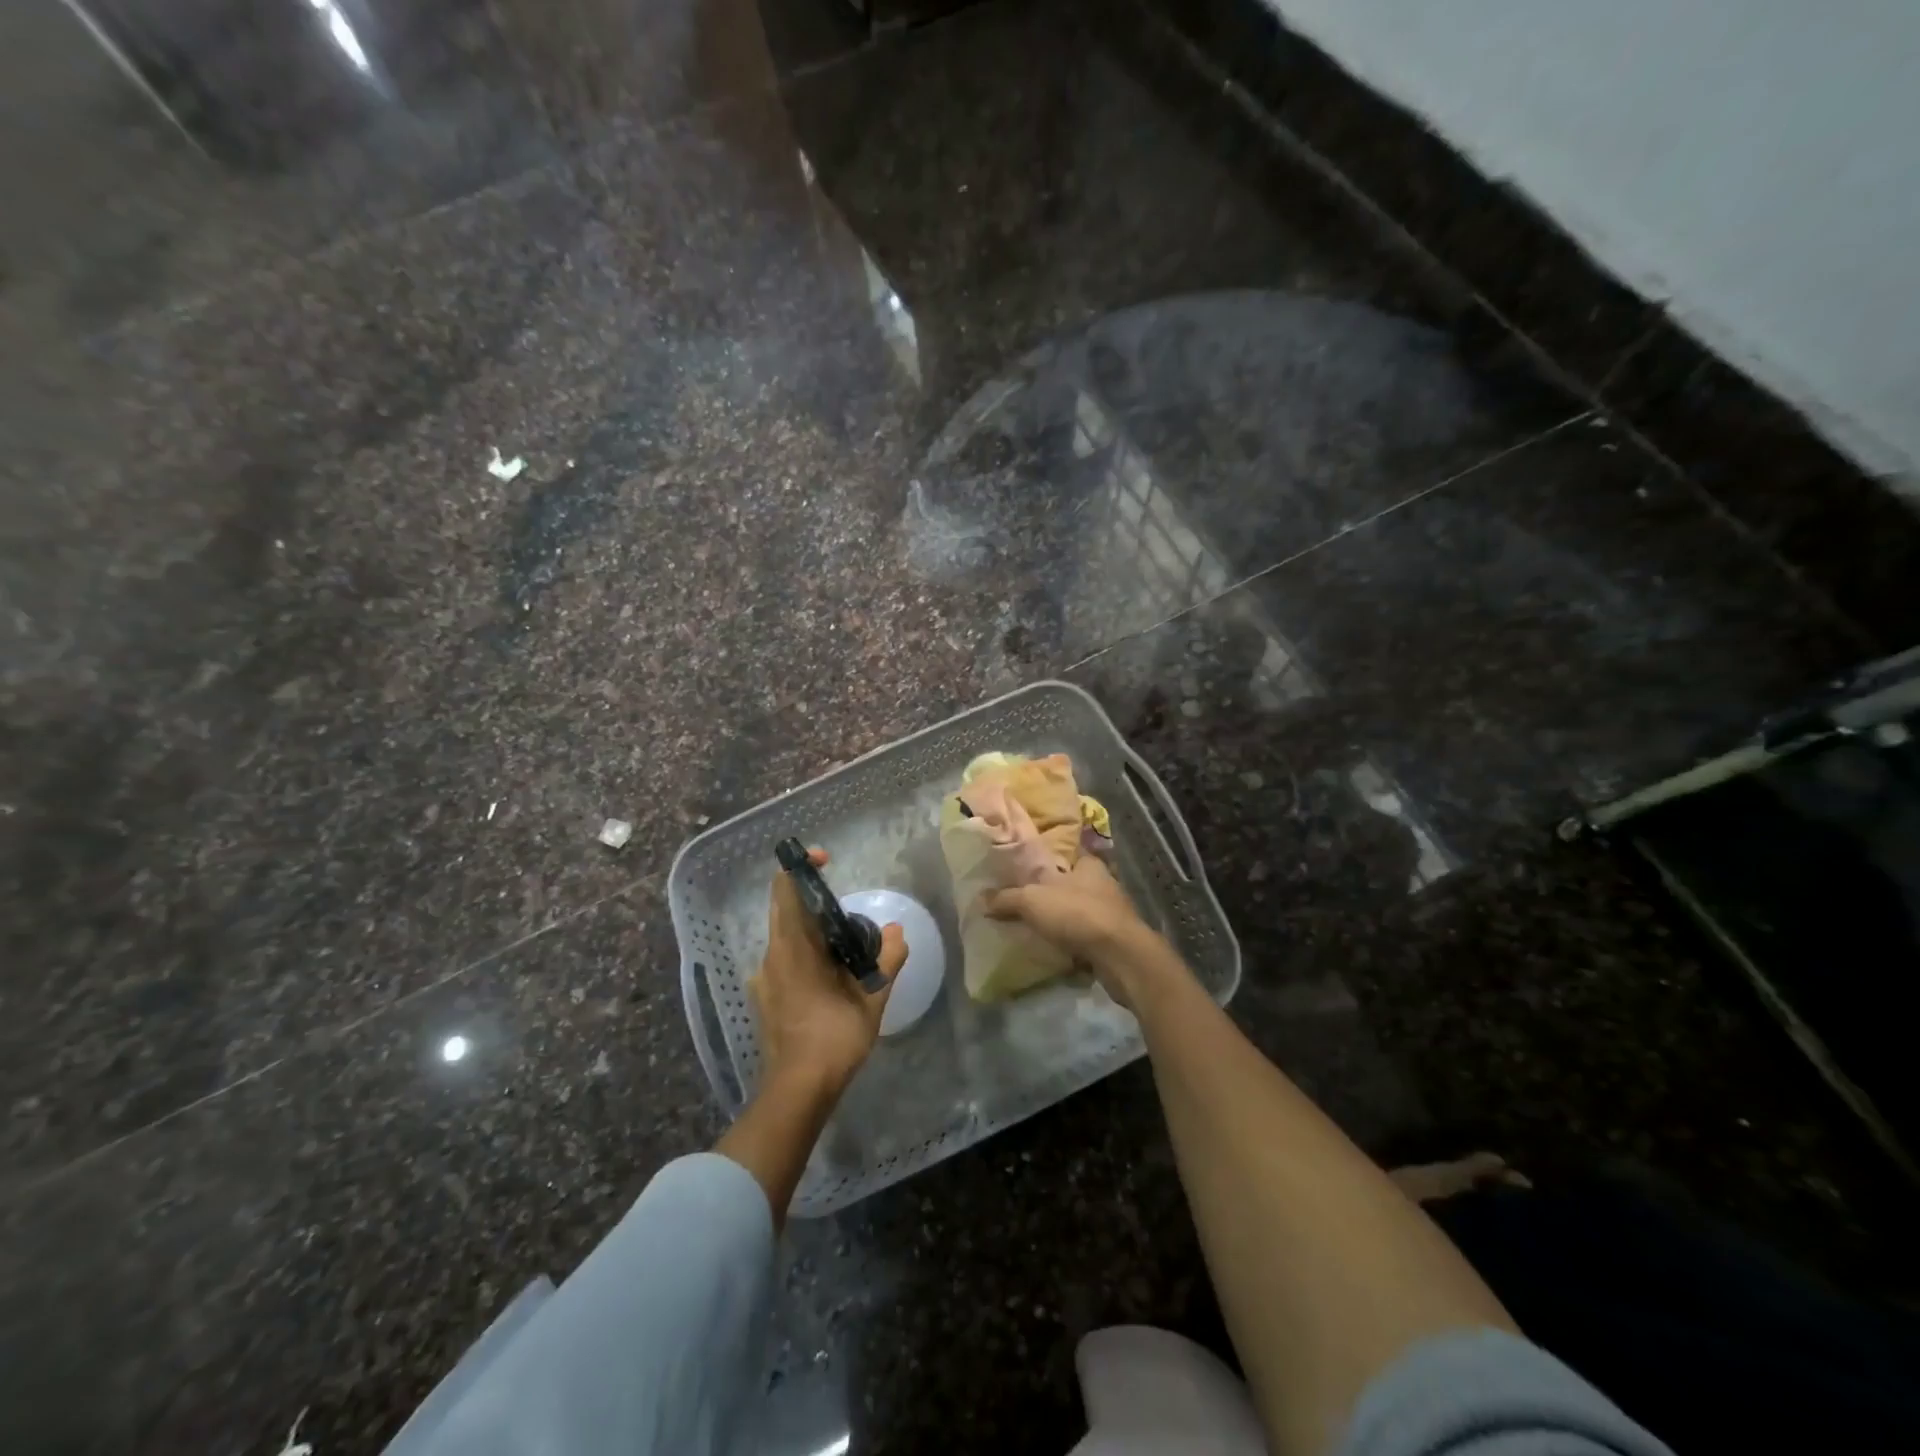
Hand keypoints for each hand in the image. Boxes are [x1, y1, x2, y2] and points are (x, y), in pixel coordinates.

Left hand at [749, 848, 906, 1093]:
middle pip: (785, 910)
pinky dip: (805, 954)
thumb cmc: (834, 1037)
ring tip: (846, 946)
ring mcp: (764, 978)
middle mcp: (771, 956)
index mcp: (792, 948)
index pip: (785, 889)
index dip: (800, 867)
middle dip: (812, 899)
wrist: (798, 1090)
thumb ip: (887, 959)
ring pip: (785, 937)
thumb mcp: (872, 997)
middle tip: (846, 907)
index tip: (825, 860)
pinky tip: (830, 976)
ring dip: (811, 930)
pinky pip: (784, 960)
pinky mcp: (765, 998)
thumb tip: (895, 932)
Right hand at [981, 855, 1165, 1003]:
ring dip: (1064, 919)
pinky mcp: (1115, 940)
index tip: (1028, 868)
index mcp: (1088, 863)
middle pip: (1072, 883)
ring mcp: (1113, 913)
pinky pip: (1087, 936)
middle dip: (1053, 892)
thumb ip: (1006, 898)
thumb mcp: (1033, 900)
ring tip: (1037, 927)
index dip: (1047, 859)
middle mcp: (1104, 883)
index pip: (1065, 853)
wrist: (1120, 956)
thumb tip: (980, 898)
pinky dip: (1073, 941)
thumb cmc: (1078, 914)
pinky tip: (1056, 948)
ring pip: (1081, 911)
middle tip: (1026, 900)